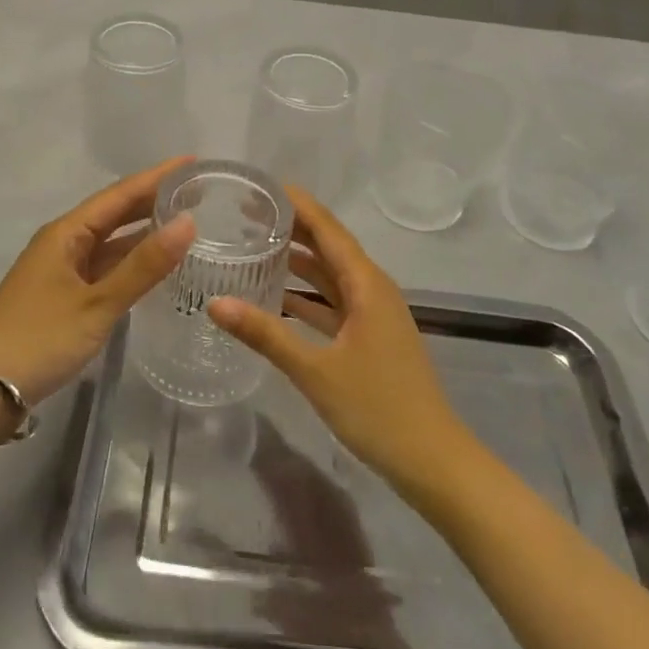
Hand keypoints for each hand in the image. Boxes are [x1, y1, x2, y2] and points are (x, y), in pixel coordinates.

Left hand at [0, 160, 196, 415]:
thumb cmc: (38, 339)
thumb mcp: (97, 303)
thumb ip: (143, 266)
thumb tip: (188, 222)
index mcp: (67, 232)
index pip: (120, 193)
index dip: (157, 176)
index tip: (193, 162)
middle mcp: (64, 243)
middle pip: (115, 212)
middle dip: (154, 199)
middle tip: (199, 191)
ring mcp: (62, 271)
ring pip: (111, 242)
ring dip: (144, 231)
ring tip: (187, 222)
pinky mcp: (63, 297)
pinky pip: (105, 267)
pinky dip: (131, 262)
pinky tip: (155, 267)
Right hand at [207, 187, 469, 492]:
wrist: (433, 462)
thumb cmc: (378, 409)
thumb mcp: (316, 371)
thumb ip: (266, 335)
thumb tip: (215, 303)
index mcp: (366, 284)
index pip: (327, 228)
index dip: (296, 203)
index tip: (260, 186)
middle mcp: (372, 288)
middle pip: (328, 245)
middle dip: (291, 225)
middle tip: (246, 212)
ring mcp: (373, 313)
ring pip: (331, 273)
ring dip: (298, 258)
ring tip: (255, 243)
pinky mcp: (370, 336)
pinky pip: (334, 300)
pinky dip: (307, 293)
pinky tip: (276, 295)